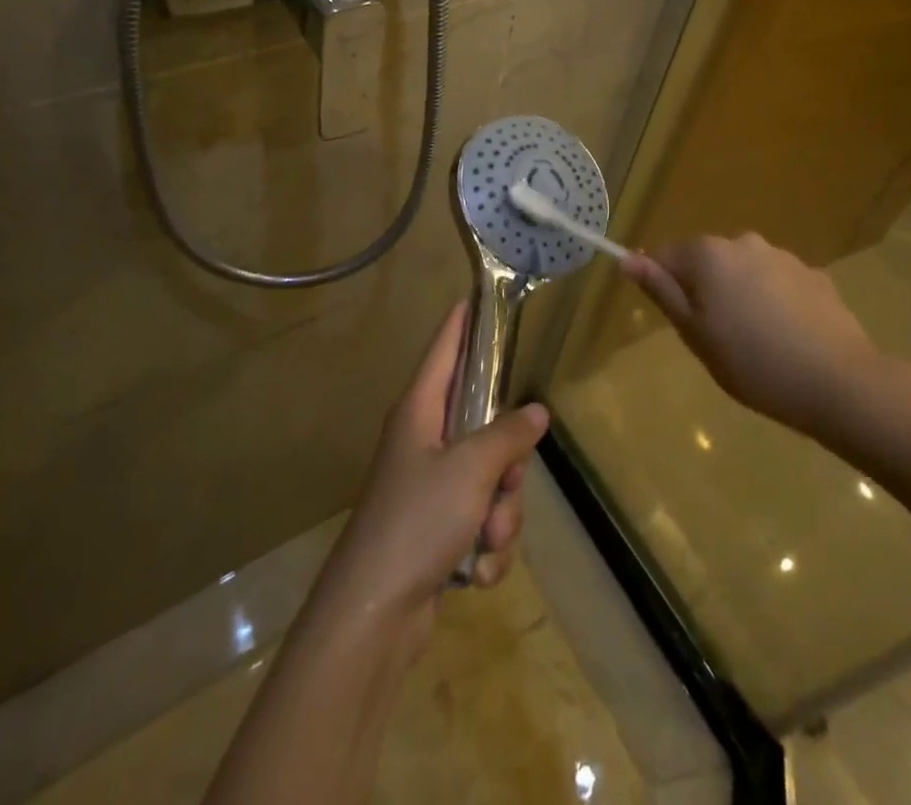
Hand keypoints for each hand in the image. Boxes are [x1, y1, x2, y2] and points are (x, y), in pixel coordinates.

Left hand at [314, 300, 548, 654]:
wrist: (373, 614)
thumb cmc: (417, 520)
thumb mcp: (472, 470)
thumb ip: (509, 436)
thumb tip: (537, 412)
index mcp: (419, 411)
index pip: (444, 349)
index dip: (461, 322)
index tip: (475, 296)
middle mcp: (422, 442)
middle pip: (483, 425)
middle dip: (507, 463)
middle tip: (506, 483)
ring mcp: (428, 488)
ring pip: (490, 481)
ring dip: (500, 515)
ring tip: (485, 538)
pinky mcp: (436, 531)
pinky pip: (480, 523)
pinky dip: (486, 548)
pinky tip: (474, 572)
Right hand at [621, 233, 888, 443]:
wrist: (839, 382)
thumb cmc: (752, 362)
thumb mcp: (694, 333)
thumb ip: (661, 291)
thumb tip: (628, 259)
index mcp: (707, 254)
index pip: (665, 255)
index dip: (665, 286)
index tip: (680, 322)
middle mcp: (743, 242)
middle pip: (706, 261)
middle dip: (704, 290)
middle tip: (716, 339)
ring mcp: (783, 256)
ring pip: (743, 271)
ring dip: (740, 295)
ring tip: (756, 343)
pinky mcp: (814, 276)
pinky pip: (777, 283)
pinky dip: (773, 303)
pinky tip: (787, 339)